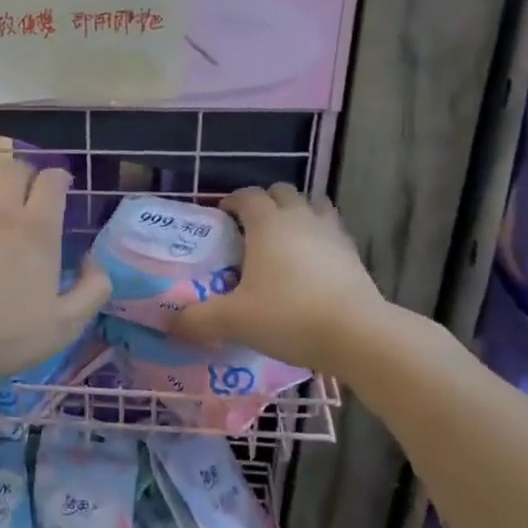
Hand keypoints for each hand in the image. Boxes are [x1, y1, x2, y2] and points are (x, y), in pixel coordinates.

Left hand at [0, 160, 110, 382]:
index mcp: (38, 230)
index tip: (60, 187)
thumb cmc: (7, 338)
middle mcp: (1, 211)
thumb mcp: (67, 325)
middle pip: (16, 170)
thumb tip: (93, 260)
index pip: (51, 181)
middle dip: (28, 176)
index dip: (59, 179)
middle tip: (28, 194)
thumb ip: (93, 289)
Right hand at [172, 183, 389, 372]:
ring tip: (284, 239)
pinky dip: (319, 237)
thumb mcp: (233, 321)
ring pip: (314, 205)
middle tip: (250, 230)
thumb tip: (169, 324)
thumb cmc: (288, 316)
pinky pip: (332, 231)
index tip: (220, 217)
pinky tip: (311, 263)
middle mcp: (301, 218)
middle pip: (283, 192)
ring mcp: (332, 234)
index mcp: (268, 224)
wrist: (358, 335)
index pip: (248, 195)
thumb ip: (197, 320)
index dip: (232, 201)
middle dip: (265, 203)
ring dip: (297, 213)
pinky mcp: (354, 255)